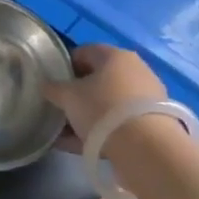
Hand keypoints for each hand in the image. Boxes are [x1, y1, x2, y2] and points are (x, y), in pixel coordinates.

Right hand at [43, 43, 167, 151]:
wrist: (145, 146)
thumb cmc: (102, 109)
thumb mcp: (68, 97)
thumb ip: (53, 89)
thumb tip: (46, 85)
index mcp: (114, 56)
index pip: (84, 51)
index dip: (64, 65)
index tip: (52, 83)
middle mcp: (134, 70)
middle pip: (98, 79)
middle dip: (76, 94)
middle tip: (60, 109)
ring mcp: (145, 96)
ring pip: (108, 103)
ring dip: (87, 115)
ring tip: (66, 133)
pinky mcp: (152, 121)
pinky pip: (118, 121)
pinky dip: (100, 130)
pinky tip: (79, 145)